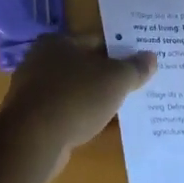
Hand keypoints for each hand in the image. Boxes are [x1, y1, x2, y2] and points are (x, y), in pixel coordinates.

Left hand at [0, 35, 156, 182]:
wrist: (32, 141)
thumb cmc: (75, 97)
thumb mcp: (115, 80)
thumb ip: (134, 68)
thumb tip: (151, 57)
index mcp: (57, 42)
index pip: (97, 41)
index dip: (121, 51)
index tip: (140, 62)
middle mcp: (41, 61)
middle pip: (85, 66)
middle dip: (109, 77)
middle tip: (136, 85)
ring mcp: (34, 92)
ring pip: (76, 92)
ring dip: (96, 100)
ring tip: (124, 108)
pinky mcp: (32, 120)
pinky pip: (66, 113)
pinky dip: (83, 118)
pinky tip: (103, 128)